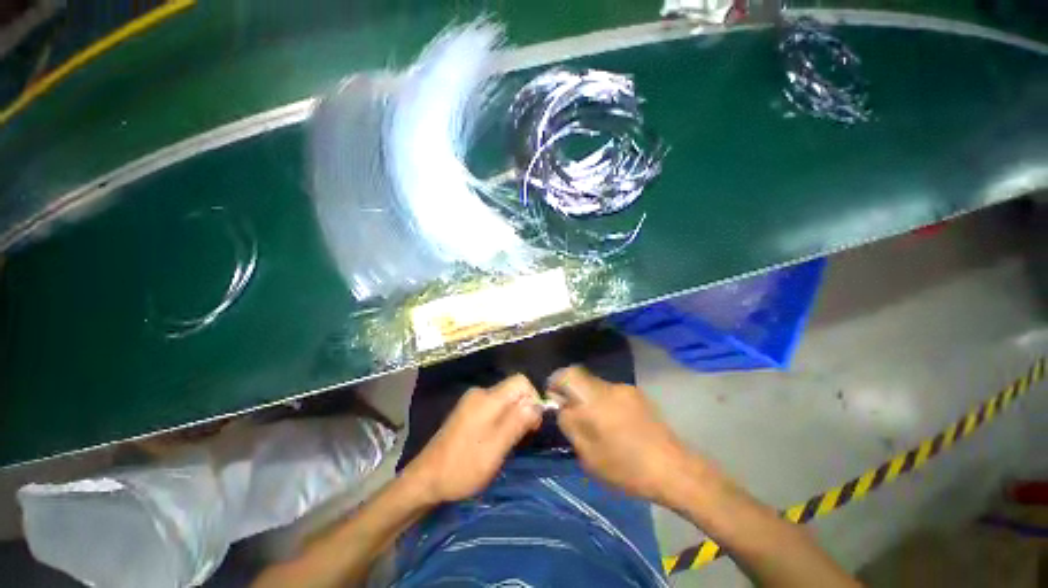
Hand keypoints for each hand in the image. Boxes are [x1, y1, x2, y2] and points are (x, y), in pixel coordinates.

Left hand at [404, 374, 541, 504]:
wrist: (425, 479)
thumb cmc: (463, 466)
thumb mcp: (496, 448)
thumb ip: (517, 422)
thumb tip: (537, 403)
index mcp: (488, 398)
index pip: (520, 382)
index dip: (533, 398)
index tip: (533, 424)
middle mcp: (480, 393)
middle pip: (512, 390)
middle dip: (523, 409)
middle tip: (522, 437)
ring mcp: (472, 401)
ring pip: (504, 400)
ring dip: (513, 416)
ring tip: (508, 441)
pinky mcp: (467, 411)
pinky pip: (493, 407)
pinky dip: (501, 419)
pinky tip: (496, 439)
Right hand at [549, 366, 699, 502]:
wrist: (674, 469)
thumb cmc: (626, 467)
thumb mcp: (588, 454)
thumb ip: (570, 424)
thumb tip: (562, 407)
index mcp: (594, 399)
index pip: (568, 374)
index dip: (556, 381)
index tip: (553, 397)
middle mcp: (609, 387)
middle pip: (582, 379)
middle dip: (573, 394)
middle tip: (574, 417)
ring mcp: (626, 390)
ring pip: (597, 388)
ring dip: (590, 401)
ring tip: (597, 426)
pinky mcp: (638, 396)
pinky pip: (613, 394)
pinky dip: (606, 404)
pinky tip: (616, 427)